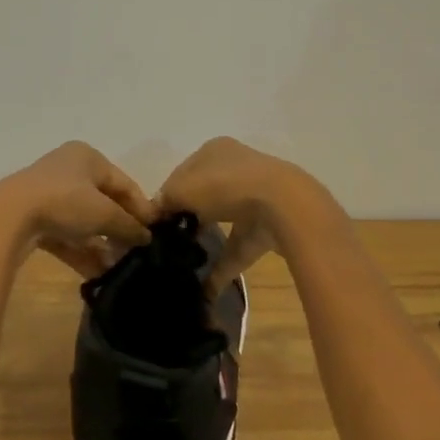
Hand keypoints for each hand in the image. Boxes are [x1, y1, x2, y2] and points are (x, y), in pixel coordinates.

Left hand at [0, 142, 155, 277]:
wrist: (8, 217)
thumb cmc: (64, 202)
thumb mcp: (104, 213)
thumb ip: (129, 225)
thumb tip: (147, 238)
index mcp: (88, 157)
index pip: (124, 183)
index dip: (142, 209)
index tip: (156, 233)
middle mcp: (68, 170)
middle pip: (104, 203)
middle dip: (120, 230)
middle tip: (138, 253)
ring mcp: (49, 195)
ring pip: (84, 221)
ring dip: (102, 244)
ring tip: (120, 267)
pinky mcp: (35, 218)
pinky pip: (66, 235)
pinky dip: (81, 251)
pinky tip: (98, 273)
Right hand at [154, 137, 313, 296]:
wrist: (284, 206)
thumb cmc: (226, 186)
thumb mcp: (183, 188)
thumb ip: (165, 200)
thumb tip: (156, 213)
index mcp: (215, 150)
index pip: (183, 173)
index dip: (168, 196)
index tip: (155, 221)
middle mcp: (236, 168)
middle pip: (203, 195)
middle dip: (187, 217)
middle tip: (168, 241)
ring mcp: (255, 196)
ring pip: (223, 219)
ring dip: (206, 240)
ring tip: (184, 262)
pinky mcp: (268, 226)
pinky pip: (239, 247)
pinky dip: (223, 267)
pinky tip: (205, 289)